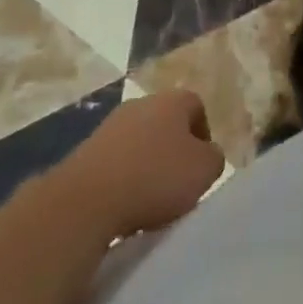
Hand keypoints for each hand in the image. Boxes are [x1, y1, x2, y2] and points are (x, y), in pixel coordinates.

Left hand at [58, 90, 225, 236]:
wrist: (89, 198)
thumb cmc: (155, 178)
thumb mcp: (204, 171)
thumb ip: (214, 158)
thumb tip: (207, 155)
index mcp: (173, 100)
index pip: (196, 107)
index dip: (203, 136)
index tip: (201, 168)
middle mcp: (143, 102)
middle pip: (166, 122)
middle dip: (173, 150)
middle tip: (178, 185)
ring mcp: (112, 124)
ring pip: (140, 140)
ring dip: (146, 164)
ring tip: (149, 199)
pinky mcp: (88, 148)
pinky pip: (116, 160)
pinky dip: (123, 177)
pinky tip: (123, 203)